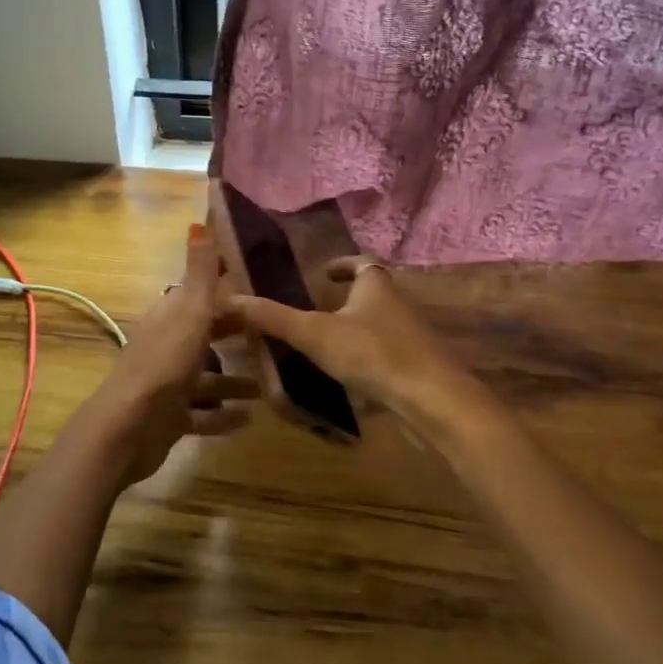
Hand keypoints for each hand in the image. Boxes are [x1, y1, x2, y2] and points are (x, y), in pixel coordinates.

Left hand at [89, 226, 257, 483]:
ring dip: (234, 380)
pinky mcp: (171, 418)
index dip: (229, 293)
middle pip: (205, 335)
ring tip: (269, 384)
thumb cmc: (164, 365)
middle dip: (234, 334)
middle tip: (275, 336)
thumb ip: (200, 273)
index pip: (201, 298)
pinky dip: (224, 416)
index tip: (264, 290)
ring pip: (206, 377)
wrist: (128, 429)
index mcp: (169, 318)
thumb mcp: (189, 313)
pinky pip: (203, 413)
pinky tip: (249, 419)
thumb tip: (198, 221)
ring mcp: (168, 384)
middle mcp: (167, 347)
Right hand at [230, 257, 478, 420]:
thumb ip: (272, 318)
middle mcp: (397, 306)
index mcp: (376, 286)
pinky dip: (367, 358)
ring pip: (379, 326)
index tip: (323, 274)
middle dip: (347, 299)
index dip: (342, 264)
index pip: (361, 263)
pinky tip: (348, 377)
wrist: (434, 401)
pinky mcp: (416, 368)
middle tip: (315, 311)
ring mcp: (411, 338)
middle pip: (372, 294)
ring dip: (356, 330)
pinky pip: (387, 355)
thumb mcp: (315, 334)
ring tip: (324, 345)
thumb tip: (228, 299)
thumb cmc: (374, 354)